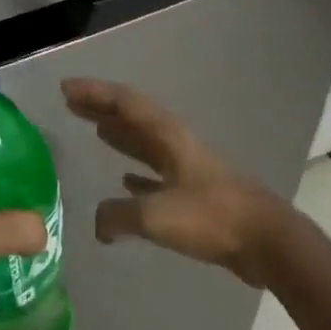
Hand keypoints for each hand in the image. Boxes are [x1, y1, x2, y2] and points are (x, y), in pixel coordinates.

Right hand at [61, 78, 298, 287]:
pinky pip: (157, 176)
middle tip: (72, 105)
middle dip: (102, 109)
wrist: (265, 241)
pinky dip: (138, 174)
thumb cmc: (211, 217)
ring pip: (146, 145)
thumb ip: (119, 215)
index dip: (94, 93)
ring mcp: (188, 168)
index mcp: (168, 137)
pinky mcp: (195, 194)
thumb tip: (99, 225)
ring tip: (96, 131)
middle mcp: (176, 145)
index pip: (125, 103)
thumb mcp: (156, 216)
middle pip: (134, 119)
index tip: (65, 89)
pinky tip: (125, 180)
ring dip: (120, 136)